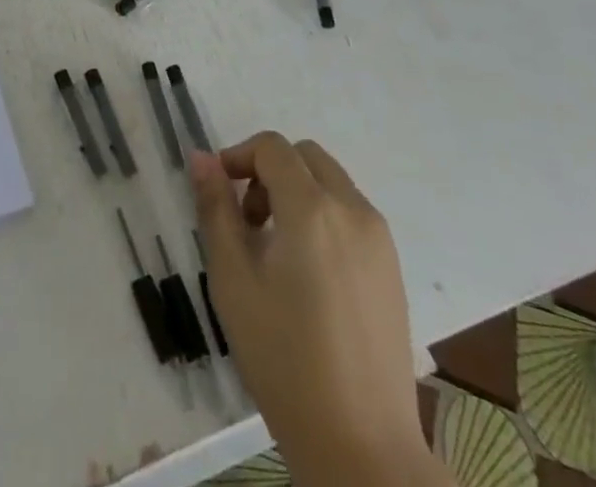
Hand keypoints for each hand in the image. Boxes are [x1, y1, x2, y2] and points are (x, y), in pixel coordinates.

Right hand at [190, 134, 446, 486]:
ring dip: (297, 192)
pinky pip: (352, 215)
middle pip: (305, 156)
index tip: (218, 192)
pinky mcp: (393, 270)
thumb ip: (216, 209)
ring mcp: (380, 240)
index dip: (238, 156)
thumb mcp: (233, 279)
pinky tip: (308, 274)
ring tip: (274, 249)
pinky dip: (323, 217)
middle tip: (247, 219)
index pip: (272, 148)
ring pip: (331, 183)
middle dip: (269, 170)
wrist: (362, 447)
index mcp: (313, 208)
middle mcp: (353, 210)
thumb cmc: (284, 358)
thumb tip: (202, 158)